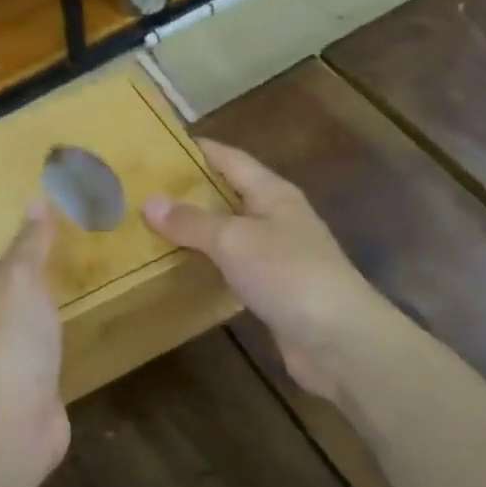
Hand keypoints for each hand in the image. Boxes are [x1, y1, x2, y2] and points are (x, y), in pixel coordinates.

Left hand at [0, 201, 68, 476]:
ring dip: (43, 267)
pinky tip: (89, 292)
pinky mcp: (38, 360)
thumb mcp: (18, 278)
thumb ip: (29, 242)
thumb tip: (35, 200)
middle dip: (13, 233)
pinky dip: (65, 302)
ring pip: (26, 290)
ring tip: (75, 239)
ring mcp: (12, 334)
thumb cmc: (8, 338)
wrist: (12, 420)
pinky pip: (52, 321)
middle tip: (49, 201)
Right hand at [144, 140, 393, 402]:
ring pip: (230, 232)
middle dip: (191, 190)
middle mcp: (277, 218)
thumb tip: (150, 201)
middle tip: (144, 189)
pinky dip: (209, 263)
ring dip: (198, 229)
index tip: (160, 145)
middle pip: (229, 194)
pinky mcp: (274, 291)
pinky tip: (181, 268)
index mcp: (273, 193)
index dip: (198, 149)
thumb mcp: (234, 240)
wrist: (340, 341)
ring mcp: (278, 256)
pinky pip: (234, 267)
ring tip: (153, 226)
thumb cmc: (289, 274)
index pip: (230, 158)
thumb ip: (192, 221)